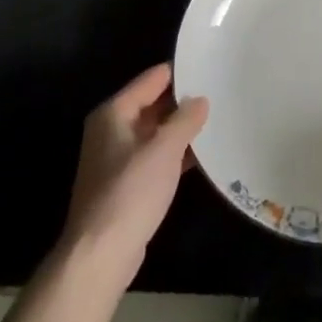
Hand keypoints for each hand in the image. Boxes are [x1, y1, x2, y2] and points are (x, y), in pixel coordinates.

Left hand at [60, 64, 208, 278]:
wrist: (100, 254)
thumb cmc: (130, 192)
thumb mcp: (164, 149)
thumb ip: (185, 119)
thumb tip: (200, 99)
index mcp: (114, 113)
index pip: (152, 79)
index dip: (180, 72)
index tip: (210, 67)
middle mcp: (112, 130)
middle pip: (153, 104)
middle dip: (183, 101)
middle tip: (220, 92)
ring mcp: (118, 158)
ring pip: (156, 132)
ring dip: (182, 129)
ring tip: (218, 119)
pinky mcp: (126, 184)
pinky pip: (156, 156)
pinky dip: (176, 154)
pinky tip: (203, 154)